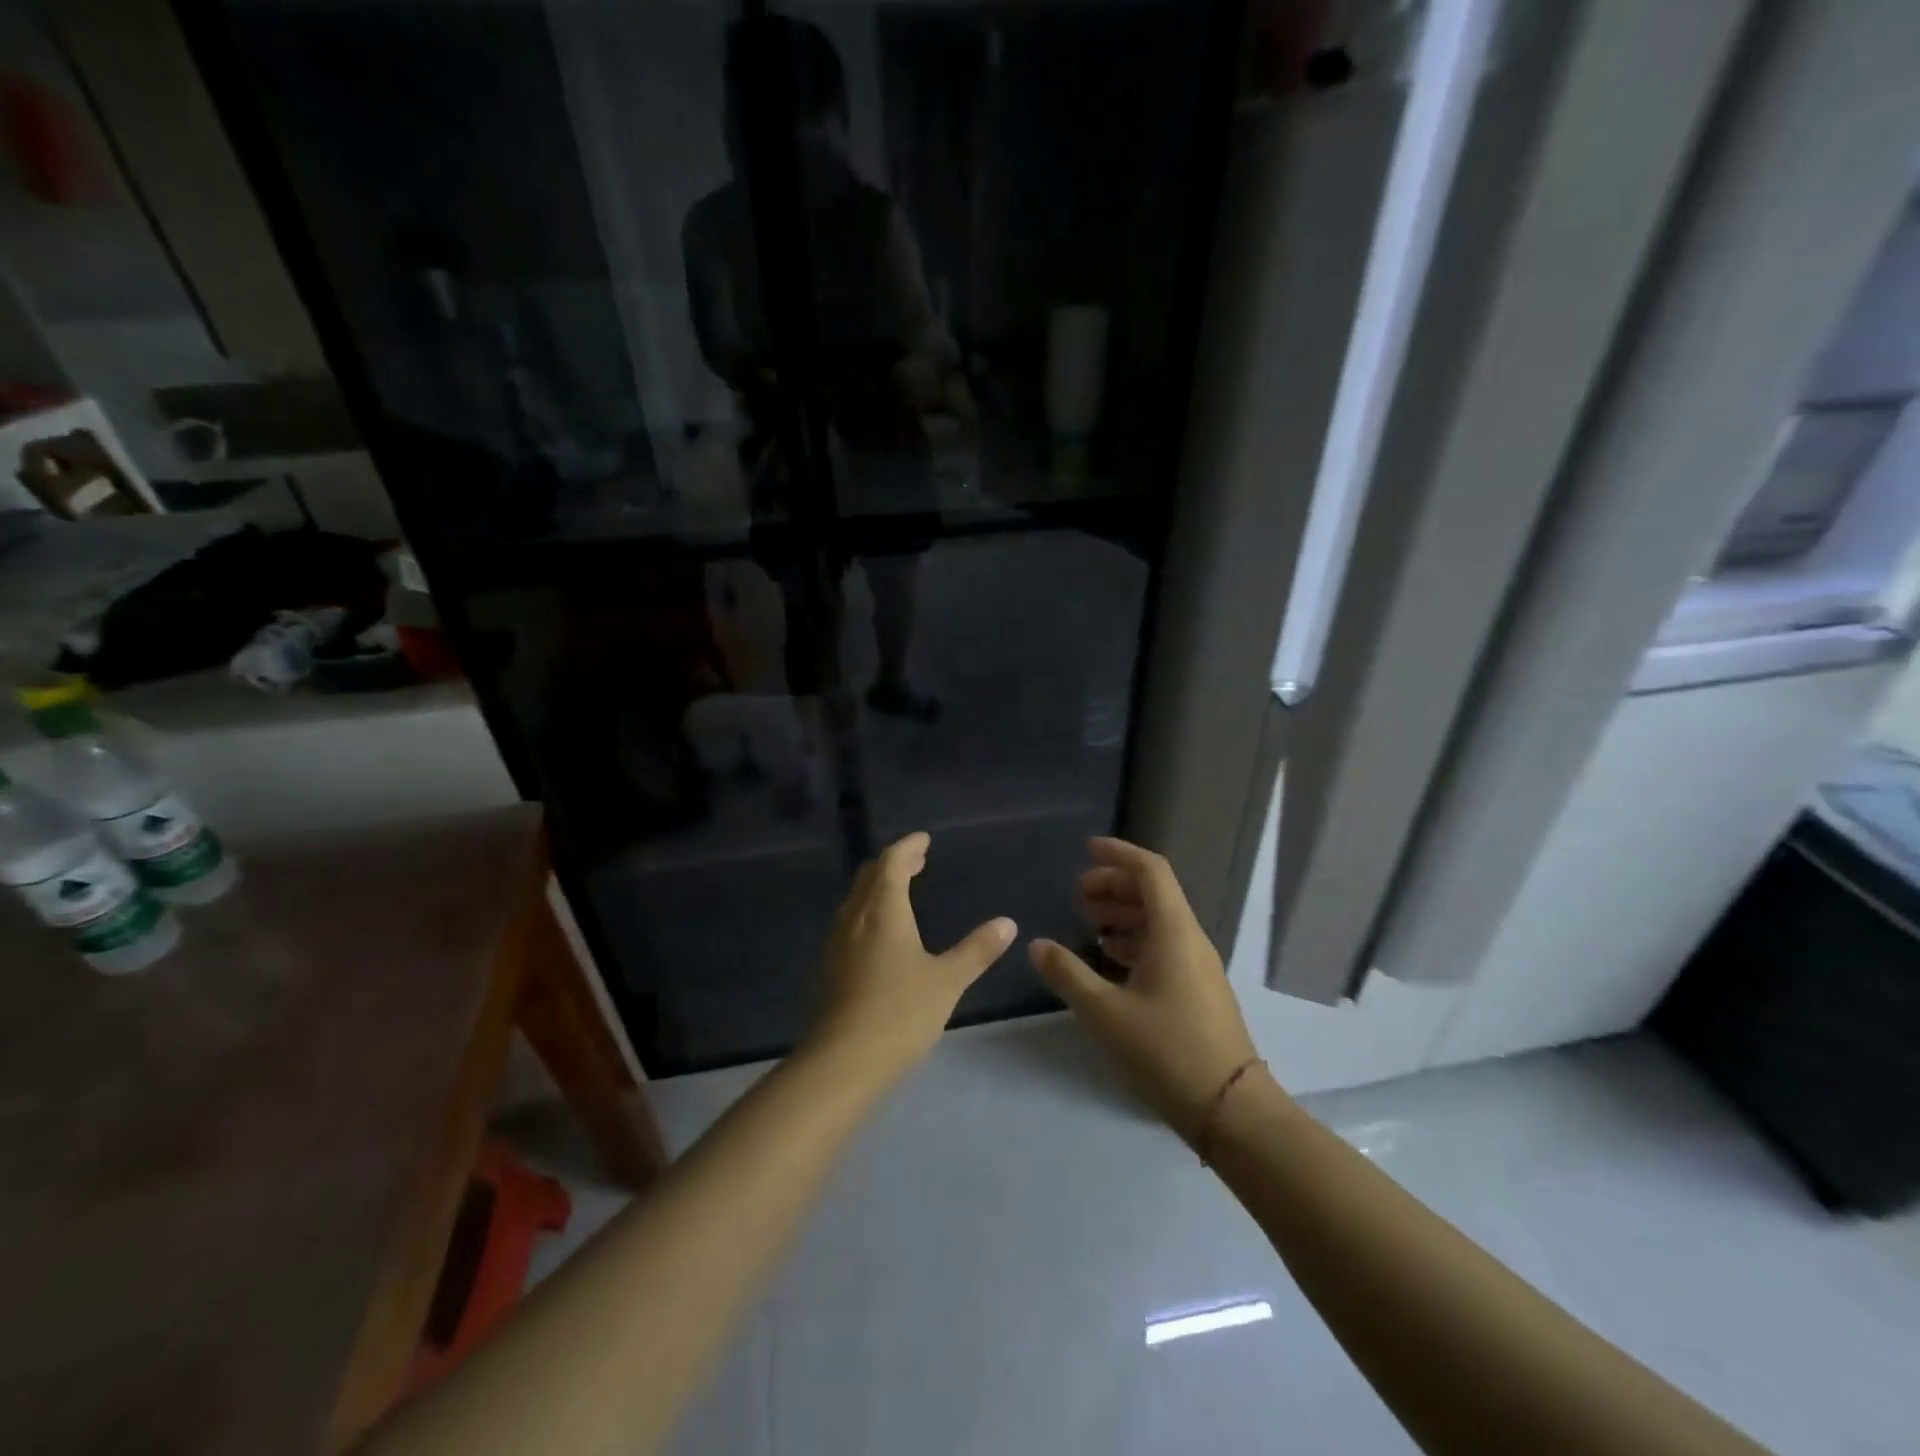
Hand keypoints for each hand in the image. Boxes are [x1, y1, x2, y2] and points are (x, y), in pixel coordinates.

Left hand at [808, 832, 1016, 1082]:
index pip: (891, 862)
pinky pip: (849, 922)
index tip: (924, 839)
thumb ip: (977, 950)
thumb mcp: (947, 980)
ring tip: (901, 890)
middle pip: (870, 876)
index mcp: (883, 910)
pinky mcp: (829, 968)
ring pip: (857, 899)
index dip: (908, 847)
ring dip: (879, 886)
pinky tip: (881, 934)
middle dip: (893, 863)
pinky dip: (869, 911)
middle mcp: (855, 918)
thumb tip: (1007, 923)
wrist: (842, 1063)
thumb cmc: (900, 1013)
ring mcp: (837, 943)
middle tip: (917, 859)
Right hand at [1030, 838, 1258, 1142]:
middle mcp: (1190, 938)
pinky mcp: (1198, 988)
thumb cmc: (1167, 1051)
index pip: (1150, 871)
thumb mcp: (1106, 1012)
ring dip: (1123, 913)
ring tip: (1088, 923)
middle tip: (1078, 894)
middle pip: (1154, 892)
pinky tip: (1110, 958)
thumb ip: (1068, 974)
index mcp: (1173, 931)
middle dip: (1114, 884)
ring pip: (1158, 920)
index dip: (1118, 853)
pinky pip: (1164, 945)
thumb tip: (1037, 945)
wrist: (1231, 1109)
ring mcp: (1198, 964)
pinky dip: (1134, 939)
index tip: (1086, 850)